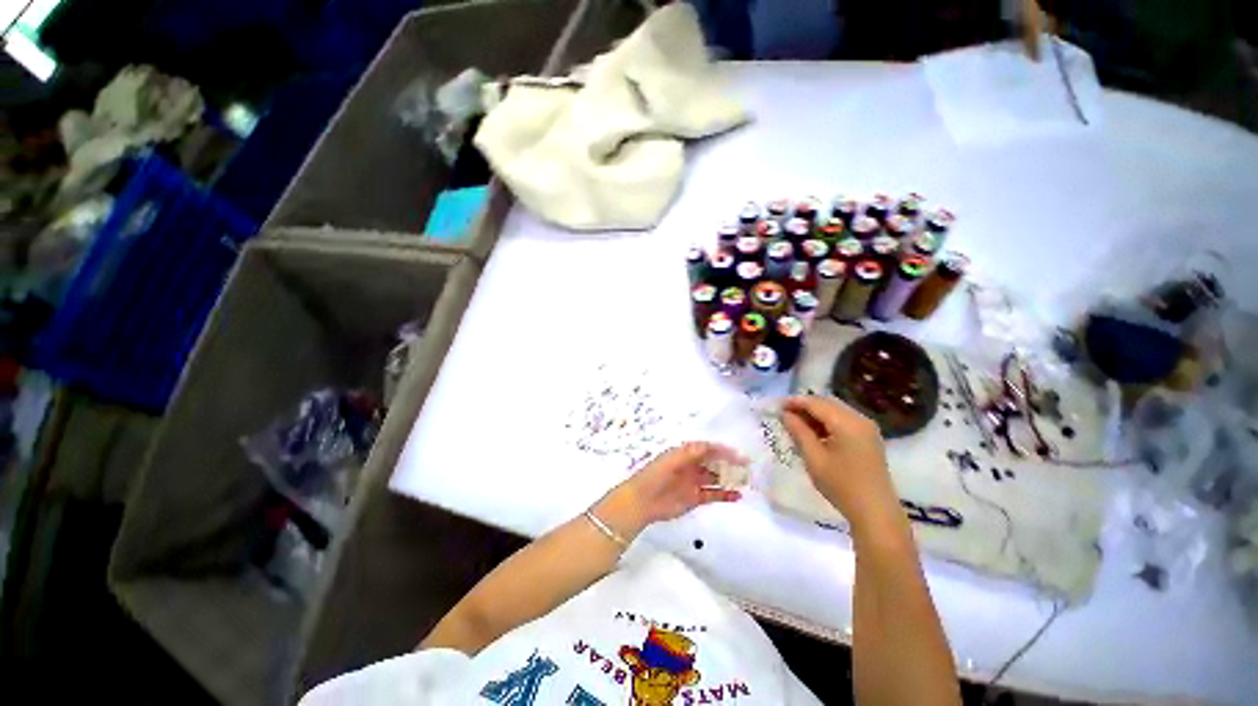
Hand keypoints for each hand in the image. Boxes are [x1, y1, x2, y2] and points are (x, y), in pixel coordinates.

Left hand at [595, 443, 743, 538]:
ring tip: (746, 481)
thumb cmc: (656, 474)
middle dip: (729, 464)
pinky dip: (725, 495)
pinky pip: (713, 495)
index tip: (739, 455)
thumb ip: (693, 452)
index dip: (723, 451)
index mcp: (685, 453)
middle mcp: (691, 466)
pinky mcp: (695, 499)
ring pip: (716, 478)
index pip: (708, 449)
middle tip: (747, 467)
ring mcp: (694, 483)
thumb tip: (712, 446)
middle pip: (714, 463)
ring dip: (730, 479)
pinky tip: (738, 495)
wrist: (642, 501)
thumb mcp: (673, 458)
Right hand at [780, 396, 903, 538]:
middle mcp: (860, 419)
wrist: (875, 512)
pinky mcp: (868, 437)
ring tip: (796, 423)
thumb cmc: (841, 485)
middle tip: (784, 414)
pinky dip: (827, 421)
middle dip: (804, 406)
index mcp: (847, 422)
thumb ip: (798, 431)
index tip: (776, 406)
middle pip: (827, 403)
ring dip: (815, 413)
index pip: (816, 403)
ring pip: (835, 410)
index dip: (794, 402)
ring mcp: (867, 428)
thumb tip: (784, 414)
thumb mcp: (814, 458)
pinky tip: (814, 432)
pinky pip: (843, 420)